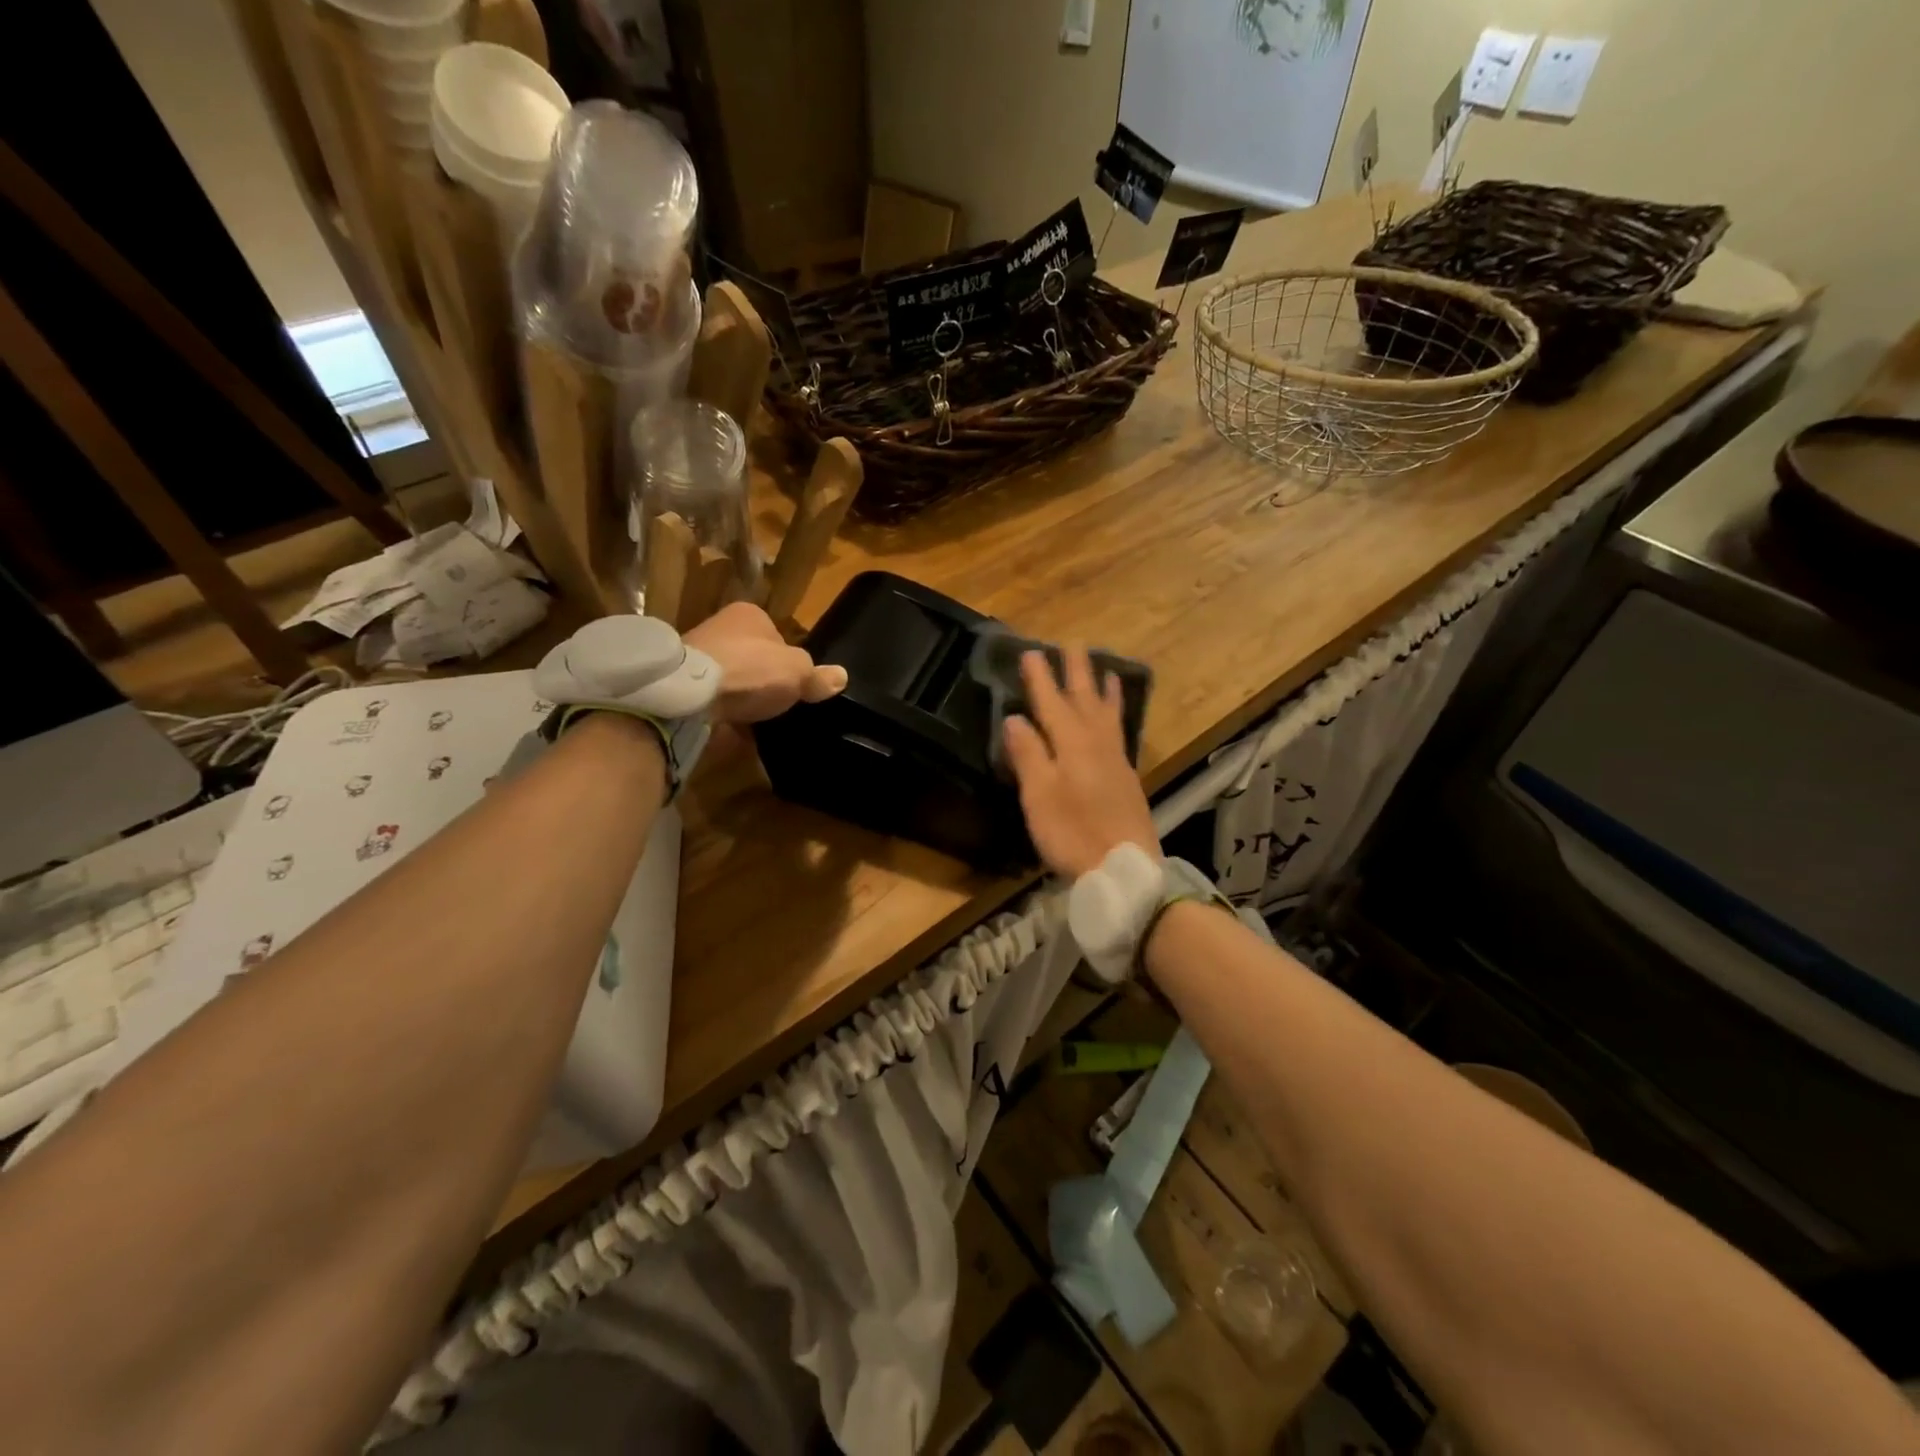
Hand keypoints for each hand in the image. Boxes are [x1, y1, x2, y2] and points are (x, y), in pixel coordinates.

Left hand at [684, 602, 845, 723]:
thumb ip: (818, 676)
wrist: (690, 697)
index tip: (796, 684)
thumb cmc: (751, 670)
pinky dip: (725, 715)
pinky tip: (738, 731)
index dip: (789, 660)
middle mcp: (719, 628)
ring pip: (732, 680)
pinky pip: (714, 702)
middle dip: (764, 680)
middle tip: (780, 705)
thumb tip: (841, 677)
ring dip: (744, 699)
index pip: (777, 635)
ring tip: (760, 722)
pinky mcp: (683, 687)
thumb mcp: (798, 672)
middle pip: (753, 658)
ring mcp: (698, 658)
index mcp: (748, 614)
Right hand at [1002, 647, 1157, 879]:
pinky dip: (1116, 714)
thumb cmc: (1073, 832)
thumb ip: (1028, 754)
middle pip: (1085, 699)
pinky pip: (1119, 730)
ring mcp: (1116, 760)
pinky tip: (1114, 718)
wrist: (1123, 868)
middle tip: (1074, 643)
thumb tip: (1014, 718)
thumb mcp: (1039, 795)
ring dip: (1102, 689)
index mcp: (1072, 744)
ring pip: (1107, 713)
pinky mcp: (1126, 778)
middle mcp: (1097, 743)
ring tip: (1105, 669)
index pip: (1051, 702)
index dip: (1040, 677)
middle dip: (1076, 671)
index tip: (1030, 651)